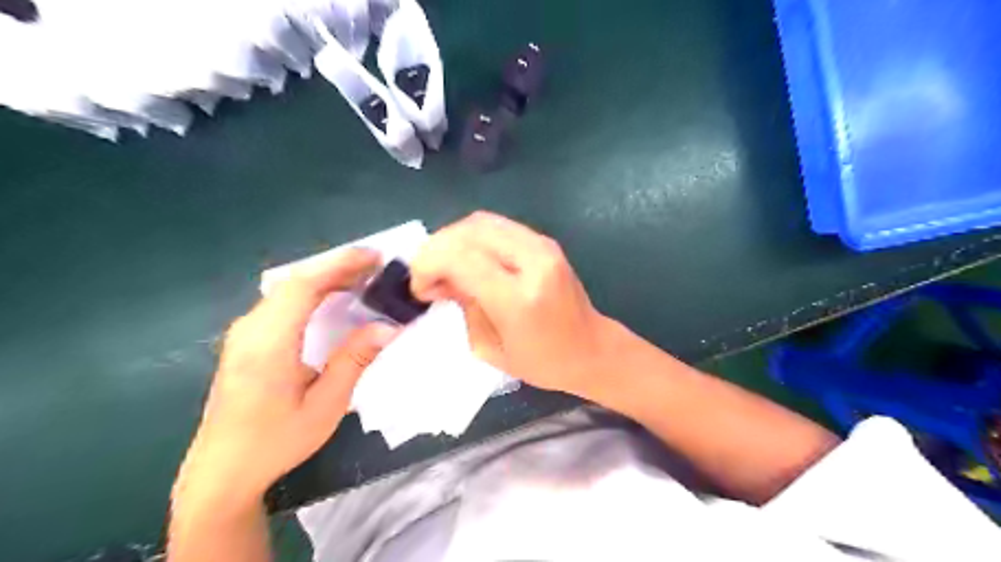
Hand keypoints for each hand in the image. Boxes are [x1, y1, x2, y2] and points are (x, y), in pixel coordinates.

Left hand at [176, 248, 399, 510]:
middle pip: (295, 281)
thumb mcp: (325, 405)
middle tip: (376, 267)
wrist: (221, 472)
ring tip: (361, 279)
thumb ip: (355, 360)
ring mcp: (244, 334)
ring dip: (325, 278)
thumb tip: (389, 326)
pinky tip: (332, 300)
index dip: (340, 264)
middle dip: (337, 267)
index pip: (303, 285)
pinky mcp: (246, 341)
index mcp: (269, 343)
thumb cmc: (276, 441)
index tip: (374, 257)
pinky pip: (282, 303)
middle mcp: (250, 329)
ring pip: (287, 290)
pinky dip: (311, 292)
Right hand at [409, 210, 613, 398]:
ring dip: (453, 239)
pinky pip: (497, 226)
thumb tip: (439, 280)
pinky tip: (467, 259)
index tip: (419, 288)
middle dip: (437, 248)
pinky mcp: (544, 241)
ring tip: (444, 267)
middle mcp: (533, 261)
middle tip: (428, 276)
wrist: (591, 349)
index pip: (461, 257)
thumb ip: (463, 306)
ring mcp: (543, 246)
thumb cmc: (542, 362)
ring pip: (481, 221)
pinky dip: (472, 238)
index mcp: (519, 298)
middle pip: (469, 231)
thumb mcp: (489, 347)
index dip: (429, 265)